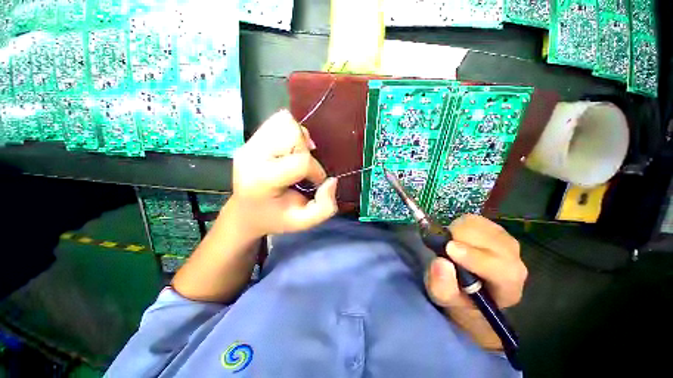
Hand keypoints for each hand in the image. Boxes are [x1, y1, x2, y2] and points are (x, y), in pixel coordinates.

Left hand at [228, 110, 337, 238]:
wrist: (245, 212)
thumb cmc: (276, 218)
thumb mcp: (304, 222)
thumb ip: (325, 206)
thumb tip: (331, 180)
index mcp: (263, 180)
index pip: (301, 161)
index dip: (316, 171)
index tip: (315, 182)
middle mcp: (251, 156)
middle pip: (292, 133)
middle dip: (306, 151)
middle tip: (304, 168)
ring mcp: (248, 145)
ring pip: (285, 121)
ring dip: (298, 139)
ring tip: (296, 156)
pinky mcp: (250, 139)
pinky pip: (278, 121)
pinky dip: (291, 132)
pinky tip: (289, 150)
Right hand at [424, 214, 526, 348]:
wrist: (468, 286)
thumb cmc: (457, 295)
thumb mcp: (443, 297)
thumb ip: (442, 286)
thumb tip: (441, 262)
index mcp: (507, 286)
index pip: (501, 269)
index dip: (475, 258)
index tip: (449, 249)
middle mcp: (514, 261)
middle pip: (490, 241)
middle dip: (461, 240)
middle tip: (445, 248)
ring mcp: (506, 240)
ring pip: (480, 226)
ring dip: (458, 232)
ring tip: (451, 245)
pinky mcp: (493, 227)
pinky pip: (474, 218)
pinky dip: (459, 225)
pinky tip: (457, 238)